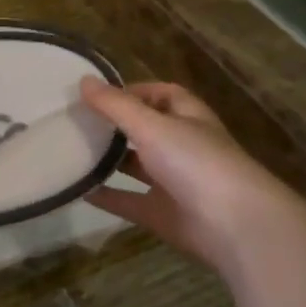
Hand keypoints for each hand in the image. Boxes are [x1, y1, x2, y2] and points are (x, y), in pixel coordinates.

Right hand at [81, 77, 305, 280]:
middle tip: (75, 120)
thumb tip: (83, 80)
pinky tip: (78, 190)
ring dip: (109, 160)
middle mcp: (182, 147)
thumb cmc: (196, 162)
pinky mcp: (163, 214)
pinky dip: (107, 196)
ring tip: (70, 150)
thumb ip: (115, 105)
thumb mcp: (151, 126)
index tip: (97, 94)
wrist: (234, 226)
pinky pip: (129, 201)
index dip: (133, 91)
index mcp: (188, 118)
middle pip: (146, 130)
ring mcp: (173, 183)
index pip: (161, 94)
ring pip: (136, 166)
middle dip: (116, 125)